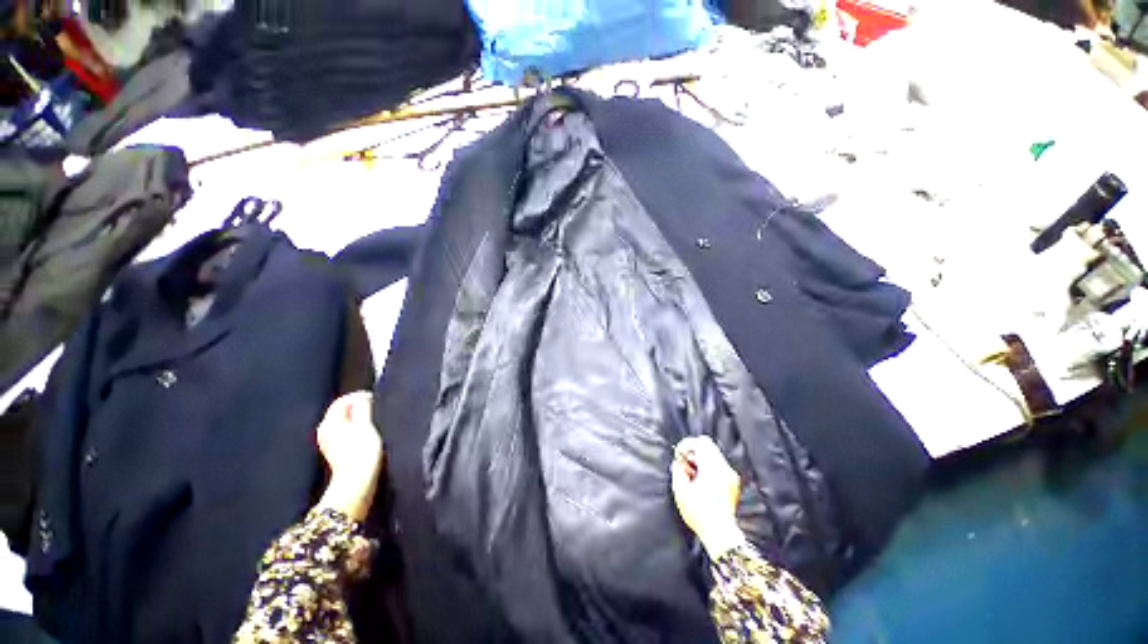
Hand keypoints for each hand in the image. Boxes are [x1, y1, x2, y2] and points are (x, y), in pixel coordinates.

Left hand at [316, 392, 383, 521]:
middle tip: (375, 407)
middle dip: (358, 407)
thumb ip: (362, 407)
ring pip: (344, 422)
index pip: (341, 401)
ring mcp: (330, 443)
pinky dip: (356, 428)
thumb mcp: (365, 425)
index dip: (358, 396)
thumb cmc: (361, 451)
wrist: (357, 481)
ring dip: (358, 418)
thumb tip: (362, 396)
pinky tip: (368, 433)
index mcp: (329, 423)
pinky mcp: (337, 451)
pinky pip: (346, 432)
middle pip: (341, 411)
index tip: (374, 398)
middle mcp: (325, 431)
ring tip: (374, 419)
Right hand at [671, 436, 745, 558]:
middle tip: (685, 464)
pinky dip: (708, 467)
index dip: (687, 444)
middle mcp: (724, 468)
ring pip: (714, 455)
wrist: (721, 534)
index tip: (680, 455)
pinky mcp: (733, 484)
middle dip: (694, 451)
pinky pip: (719, 465)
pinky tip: (701, 481)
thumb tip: (678, 463)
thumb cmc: (700, 513)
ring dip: (700, 459)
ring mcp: (731, 476)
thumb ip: (678, 471)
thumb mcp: (681, 491)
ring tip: (691, 474)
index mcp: (712, 467)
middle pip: (708, 446)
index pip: (701, 442)